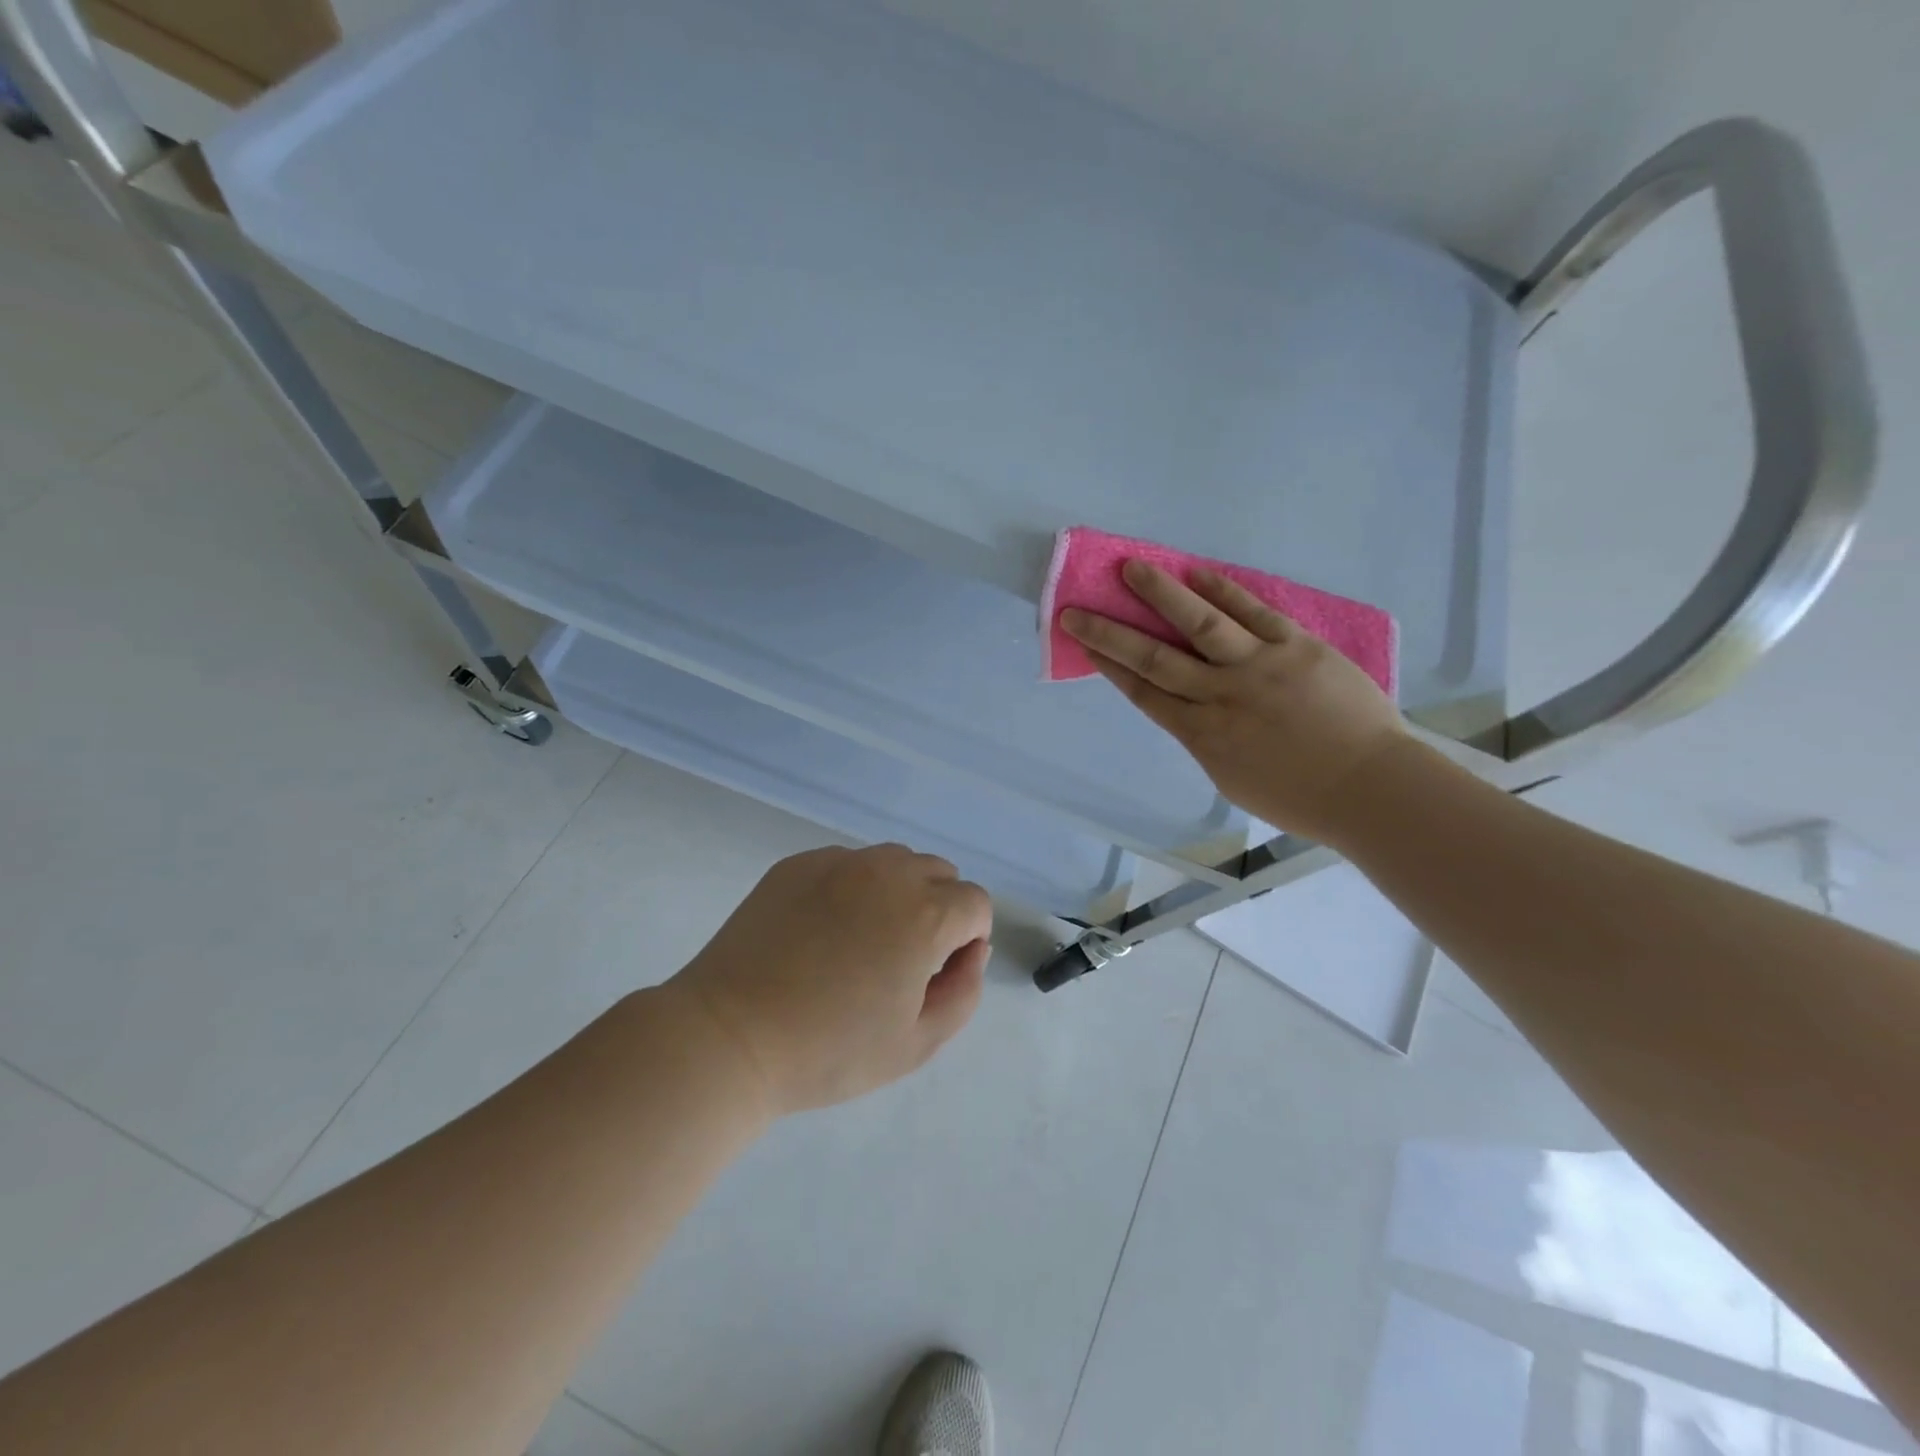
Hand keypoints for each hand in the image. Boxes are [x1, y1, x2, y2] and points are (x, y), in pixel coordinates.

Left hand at [666, 844, 992, 1114]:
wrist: (730, 1035)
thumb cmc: (829, 1050)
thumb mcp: (917, 1043)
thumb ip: (964, 991)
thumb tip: (970, 950)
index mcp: (924, 914)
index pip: (975, 903)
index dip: (966, 939)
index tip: (935, 973)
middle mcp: (888, 872)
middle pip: (938, 873)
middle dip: (937, 909)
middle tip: (900, 959)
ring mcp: (838, 862)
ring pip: (893, 861)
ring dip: (896, 892)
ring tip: (860, 941)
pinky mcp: (797, 864)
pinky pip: (846, 863)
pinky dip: (851, 887)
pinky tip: (818, 931)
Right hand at [1062, 560, 1408, 844]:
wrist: (1372, 788)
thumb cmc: (1301, 798)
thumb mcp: (1233, 780)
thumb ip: (1206, 742)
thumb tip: (1190, 712)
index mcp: (1202, 736)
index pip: (1145, 693)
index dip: (1111, 667)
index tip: (1085, 645)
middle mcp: (1220, 696)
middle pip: (1154, 658)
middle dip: (1110, 633)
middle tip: (1076, 610)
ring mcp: (1259, 667)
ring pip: (1199, 624)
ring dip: (1161, 594)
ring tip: (1130, 568)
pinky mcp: (1297, 646)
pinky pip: (1253, 613)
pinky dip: (1223, 591)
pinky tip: (1196, 572)